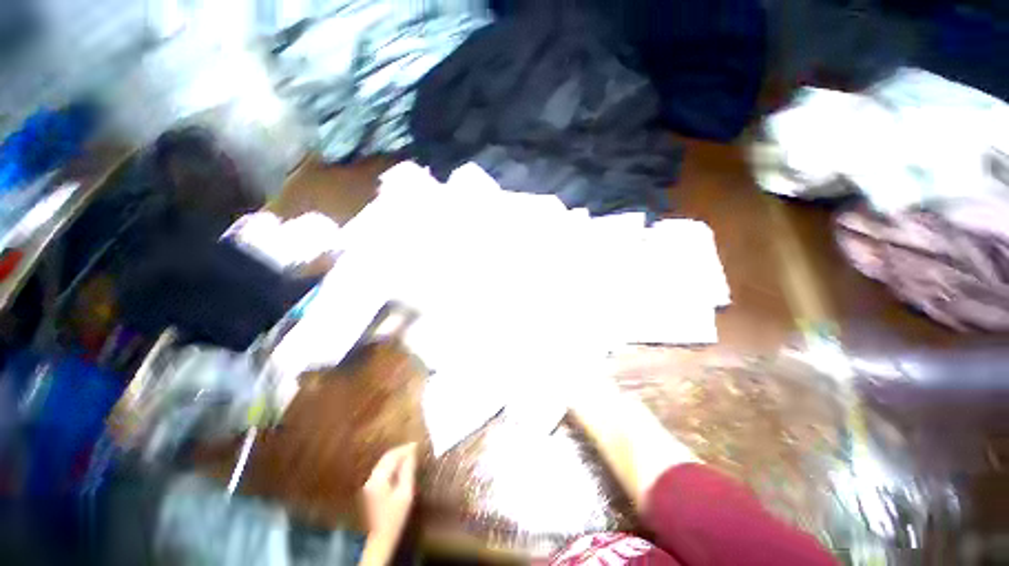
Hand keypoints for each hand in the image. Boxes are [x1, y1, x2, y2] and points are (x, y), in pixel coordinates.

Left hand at [362, 443, 417, 540]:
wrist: (381, 537)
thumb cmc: (396, 517)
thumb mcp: (406, 493)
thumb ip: (408, 471)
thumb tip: (412, 453)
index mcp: (379, 479)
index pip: (392, 456)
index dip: (405, 449)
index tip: (417, 444)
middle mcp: (371, 478)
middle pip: (386, 458)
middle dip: (400, 451)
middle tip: (414, 448)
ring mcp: (369, 483)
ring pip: (383, 463)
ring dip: (396, 457)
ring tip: (409, 455)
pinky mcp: (370, 488)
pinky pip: (381, 469)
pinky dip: (391, 464)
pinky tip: (400, 466)